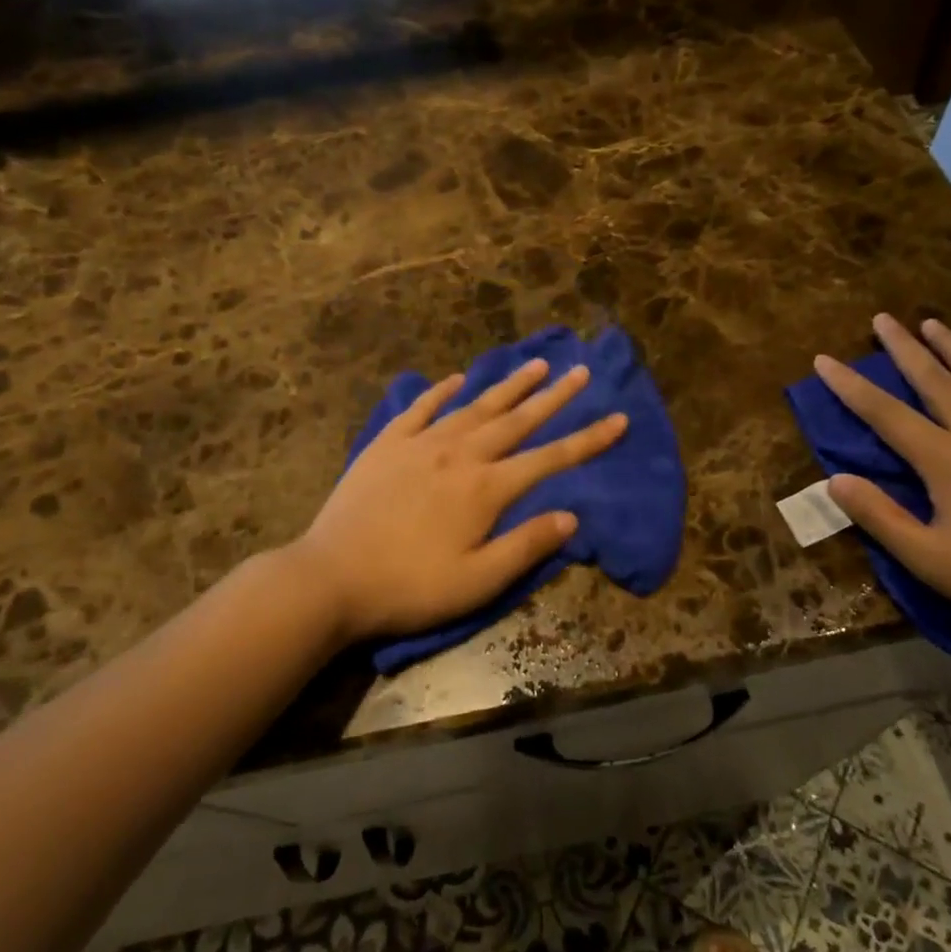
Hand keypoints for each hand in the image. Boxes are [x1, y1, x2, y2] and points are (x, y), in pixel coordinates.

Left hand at [288, 359, 628, 643]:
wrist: (331, 577)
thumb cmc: (410, 587)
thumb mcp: (477, 581)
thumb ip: (526, 545)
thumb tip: (571, 516)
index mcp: (486, 489)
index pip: (550, 458)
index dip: (588, 439)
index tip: (618, 418)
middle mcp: (460, 455)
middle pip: (517, 420)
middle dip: (554, 396)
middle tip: (581, 371)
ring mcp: (421, 444)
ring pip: (475, 406)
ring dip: (508, 385)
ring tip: (536, 364)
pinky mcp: (388, 444)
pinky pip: (421, 408)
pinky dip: (442, 391)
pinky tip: (457, 379)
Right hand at [814, 314, 950, 649]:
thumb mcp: (927, 558)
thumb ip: (878, 516)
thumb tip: (835, 479)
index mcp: (946, 460)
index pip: (885, 414)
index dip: (850, 386)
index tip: (823, 360)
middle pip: (936, 381)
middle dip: (905, 349)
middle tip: (883, 319)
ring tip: (936, 324)